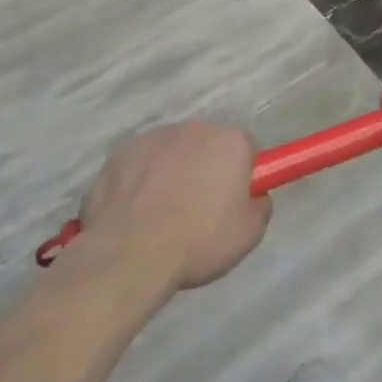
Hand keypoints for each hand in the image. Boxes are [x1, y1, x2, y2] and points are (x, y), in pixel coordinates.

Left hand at [80, 123, 270, 290]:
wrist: (130, 253)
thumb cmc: (197, 241)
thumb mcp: (248, 235)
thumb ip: (259, 206)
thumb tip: (254, 196)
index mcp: (230, 141)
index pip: (246, 149)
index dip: (241, 176)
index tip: (232, 202)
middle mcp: (195, 128)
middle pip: (208, 146)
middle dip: (206, 170)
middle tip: (198, 210)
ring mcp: (155, 137)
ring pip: (172, 152)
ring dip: (172, 173)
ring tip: (162, 216)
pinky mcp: (122, 151)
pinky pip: (141, 163)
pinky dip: (141, 180)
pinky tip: (135, 212)